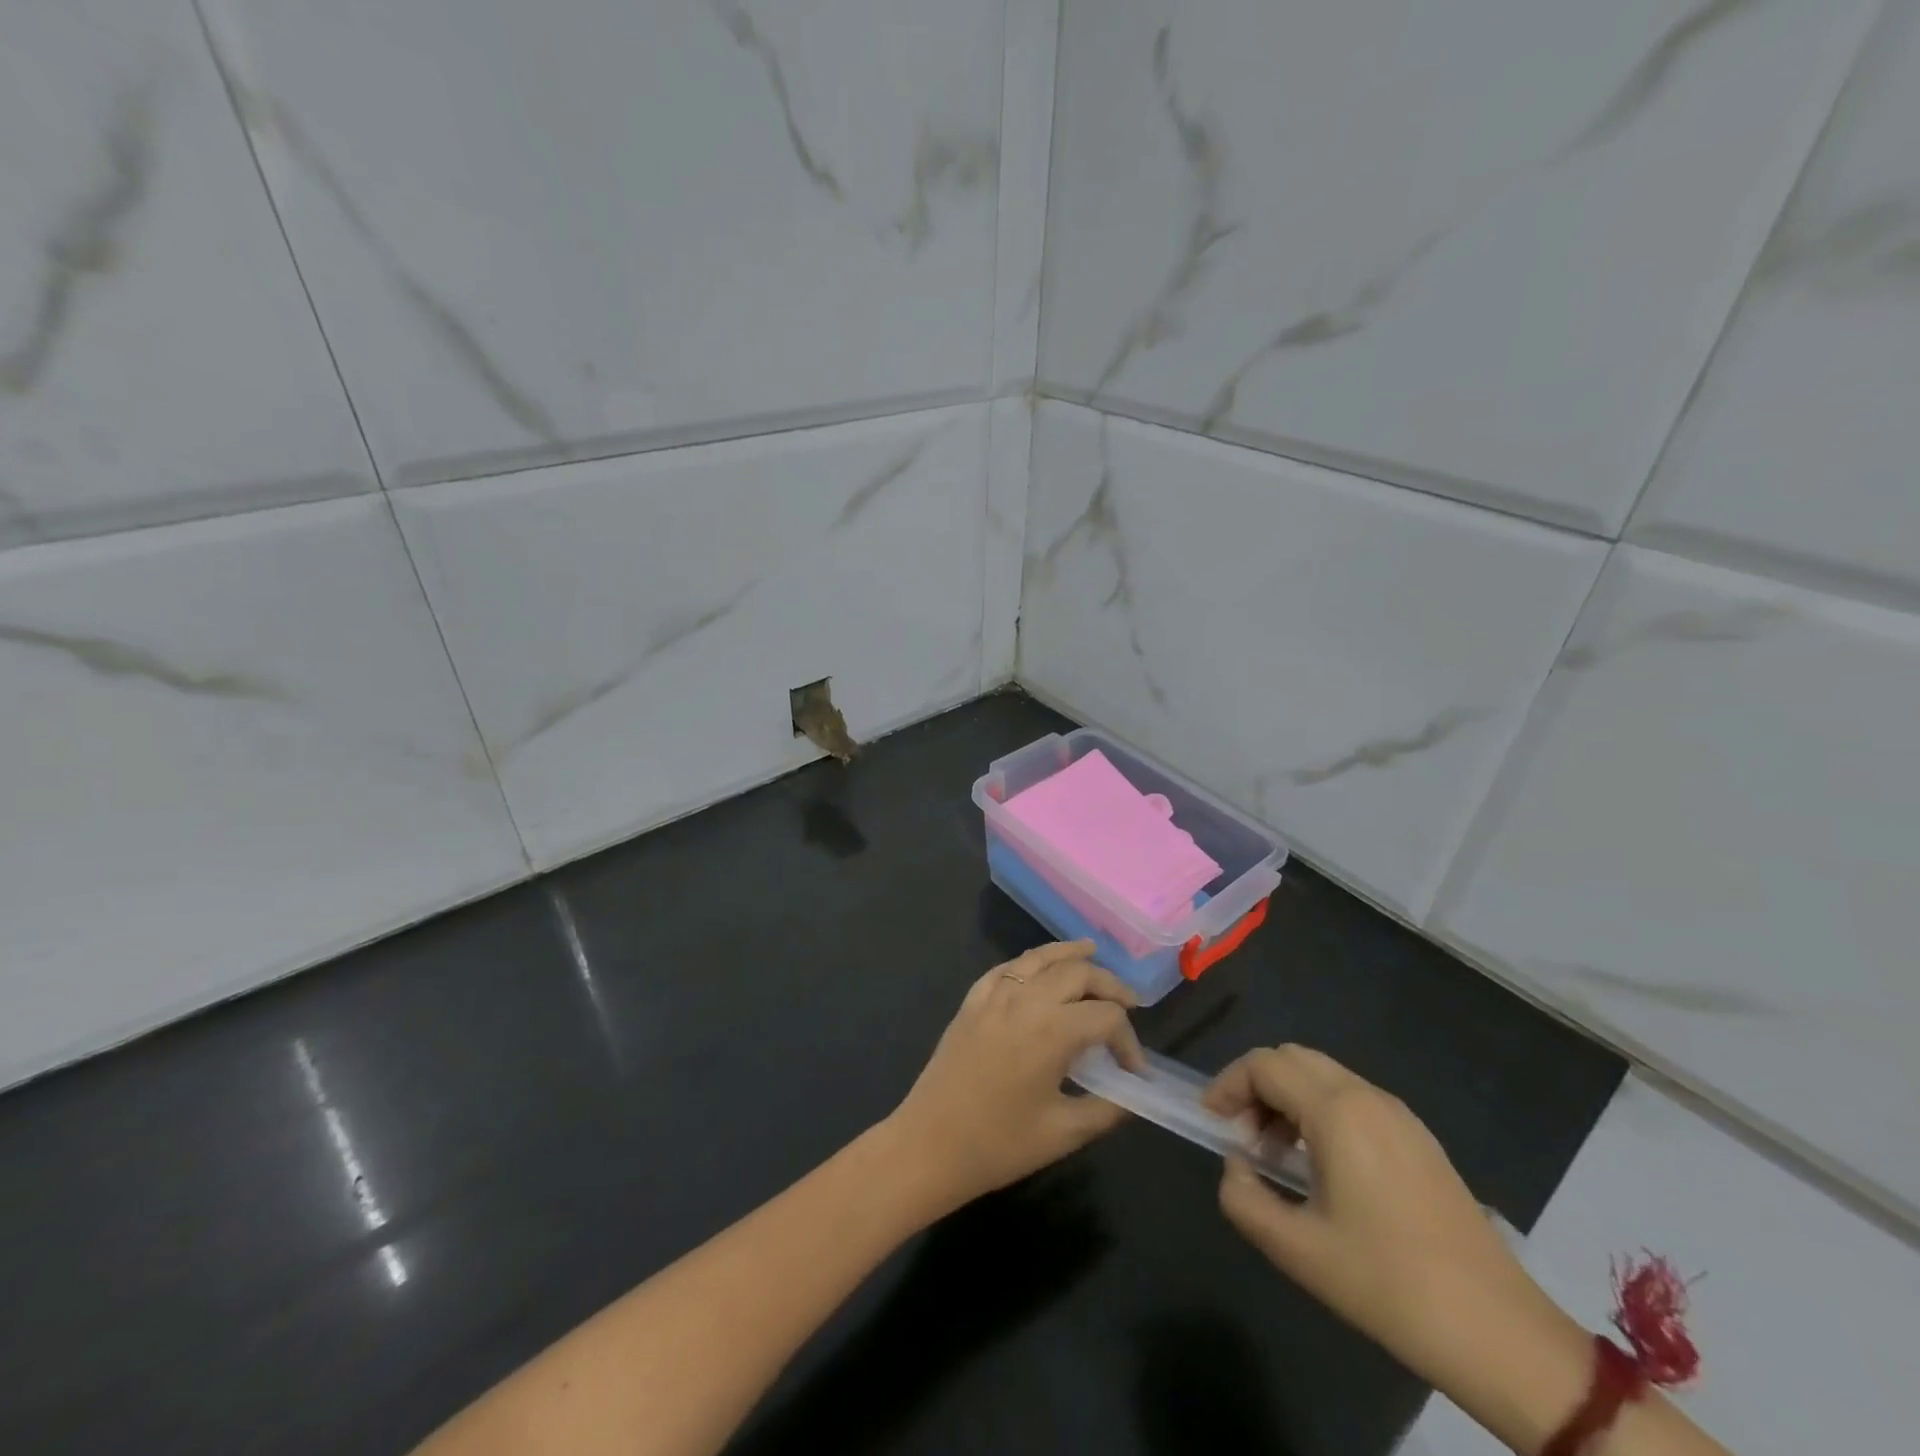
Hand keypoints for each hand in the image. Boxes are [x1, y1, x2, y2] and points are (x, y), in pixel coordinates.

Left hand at [887, 941, 1145, 1215]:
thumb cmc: (999, 1144)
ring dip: (1070, 955)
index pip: (1107, 1016)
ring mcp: (994, 995)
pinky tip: (1039, 967)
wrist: (929, 1146)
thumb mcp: (1063, 1134)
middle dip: (1109, 985)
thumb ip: (1106, 1110)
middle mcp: (1026, 999)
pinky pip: (1007, 967)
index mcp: (1052, 1030)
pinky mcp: (972, 1001)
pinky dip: (1031, 961)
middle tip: (1128, 1004)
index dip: (1129, 1041)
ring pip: (1040, 958)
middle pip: (1078, 972)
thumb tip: (1132, 1097)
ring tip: (1092, 951)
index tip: (1134, 1071)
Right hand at [1204, 1046, 1576, 1392]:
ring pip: (1324, 1076)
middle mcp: (1368, 1097)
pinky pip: (1353, 1100)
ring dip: (1288, 1099)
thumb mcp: (1298, 1250)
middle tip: (1243, 1136)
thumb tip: (1236, 1166)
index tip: (1212, 1123)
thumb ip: (1244, 1198)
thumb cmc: (1389, 1285)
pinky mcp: (1420, 1140)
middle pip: (1293, 1059)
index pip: (1264, 1065)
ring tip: (1277, 1155)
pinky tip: (1323, 1167)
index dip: (1227, 1085)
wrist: (1500, 1334)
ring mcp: (1400, 1116)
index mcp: (1337, 1112)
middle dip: (1256, 1086)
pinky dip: (1320, 1112)